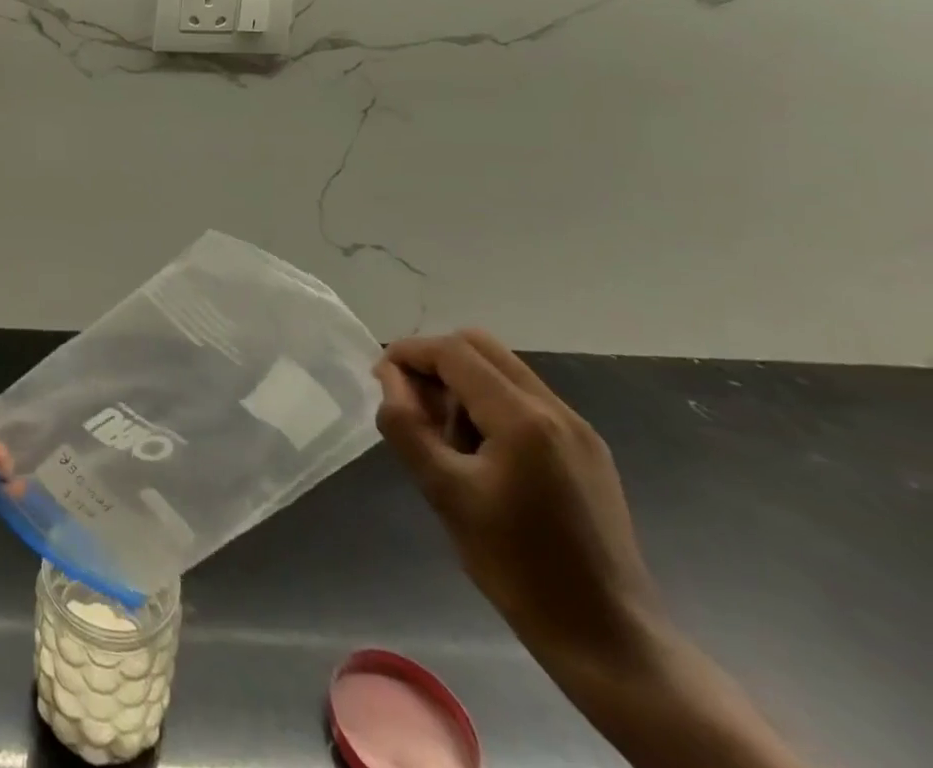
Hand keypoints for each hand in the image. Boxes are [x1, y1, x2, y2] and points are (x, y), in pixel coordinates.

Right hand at [375, 331, 662, 671]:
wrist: (609, 641)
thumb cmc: (517, 566)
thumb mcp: (444, 492)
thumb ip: (406, 425)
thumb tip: (388, 378)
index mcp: (524, 419)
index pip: (453, 352)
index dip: (408, 353)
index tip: (379, 378)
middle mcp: (556, 410)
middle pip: (481, 347)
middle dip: (435, 361)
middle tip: (409, 400)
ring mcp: (578, 430)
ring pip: (503, 371)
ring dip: (461, 383)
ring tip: (443, 436)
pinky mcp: (587, 452)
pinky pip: (525, 400)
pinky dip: (488, 405)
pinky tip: (478, 453)